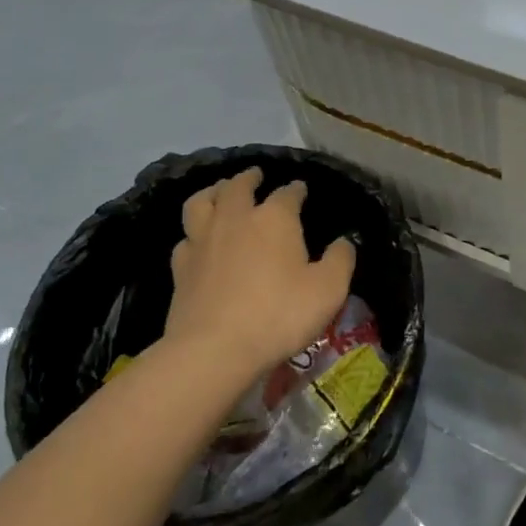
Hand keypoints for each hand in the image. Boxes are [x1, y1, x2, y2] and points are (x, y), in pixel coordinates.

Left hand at [167, 169, 356, 382]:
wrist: (214, 350)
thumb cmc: (279, 314)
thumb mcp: (328, 289)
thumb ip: (340, 260)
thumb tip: (344, 242)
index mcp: (275, 218)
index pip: (288, 193)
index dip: (296, 189)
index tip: (301, 189)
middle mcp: (236, 219)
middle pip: (238, 186)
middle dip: (249, 178)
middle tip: (255, 175)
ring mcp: (203, 241)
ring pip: (202, 202)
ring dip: (213, 192)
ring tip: (219, 192)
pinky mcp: (181, 268)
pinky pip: (185, 238)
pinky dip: (194, 232)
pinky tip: (198, 240)